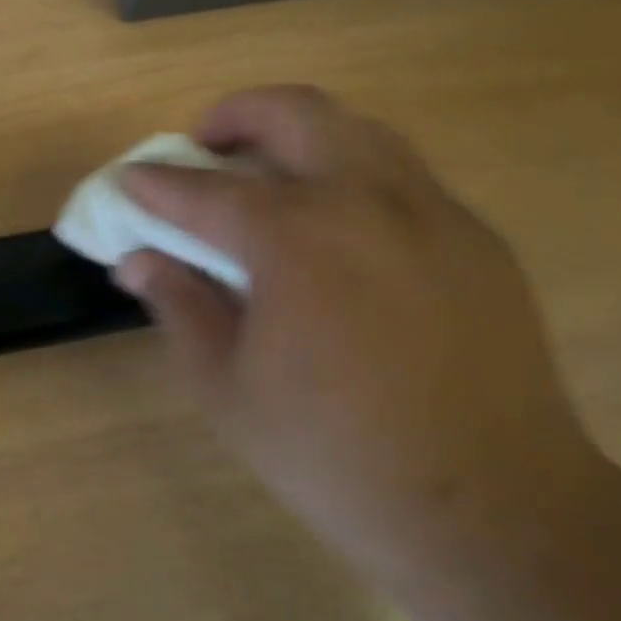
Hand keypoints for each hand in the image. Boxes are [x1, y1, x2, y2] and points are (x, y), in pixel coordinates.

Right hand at [116, 87, 598, 576]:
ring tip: (273, 176)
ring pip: (358, 129)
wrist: (490, 507)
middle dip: (236, 115)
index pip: (205, 191)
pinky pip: (404, 177)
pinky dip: (354, 176)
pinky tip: (343, 232)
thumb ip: (179, 307)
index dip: (157, 184)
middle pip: (294, 112)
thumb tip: (137, 259)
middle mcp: (365, 200)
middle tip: (207, 146)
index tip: (130, 180)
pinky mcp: (476, 238)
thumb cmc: (336, 455)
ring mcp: (431, 211)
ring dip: (301, 134)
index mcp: (295, 238)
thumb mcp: (228, 389)